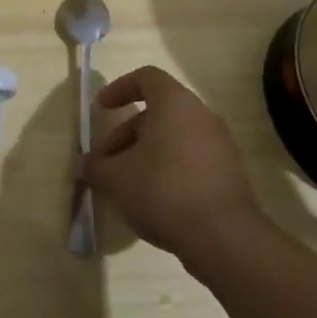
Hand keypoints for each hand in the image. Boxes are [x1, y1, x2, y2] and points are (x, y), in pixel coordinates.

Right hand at [83, 65, 265, 262]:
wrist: (225, 239)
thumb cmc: (163, 191)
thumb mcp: (115, 178)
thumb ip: (95, 166)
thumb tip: (85, 164)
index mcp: (175, 104)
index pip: (146, 77)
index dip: (119, 88)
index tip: (101, 110)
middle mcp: (202, 116)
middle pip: (158, 112)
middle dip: (126, 133)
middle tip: (108, 160)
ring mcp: (221, 145)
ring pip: (174, 137)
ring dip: (146, 152)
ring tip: (127, 183)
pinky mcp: (231, 174)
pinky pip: (192, 159)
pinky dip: (169, 168)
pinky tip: (155, 198)